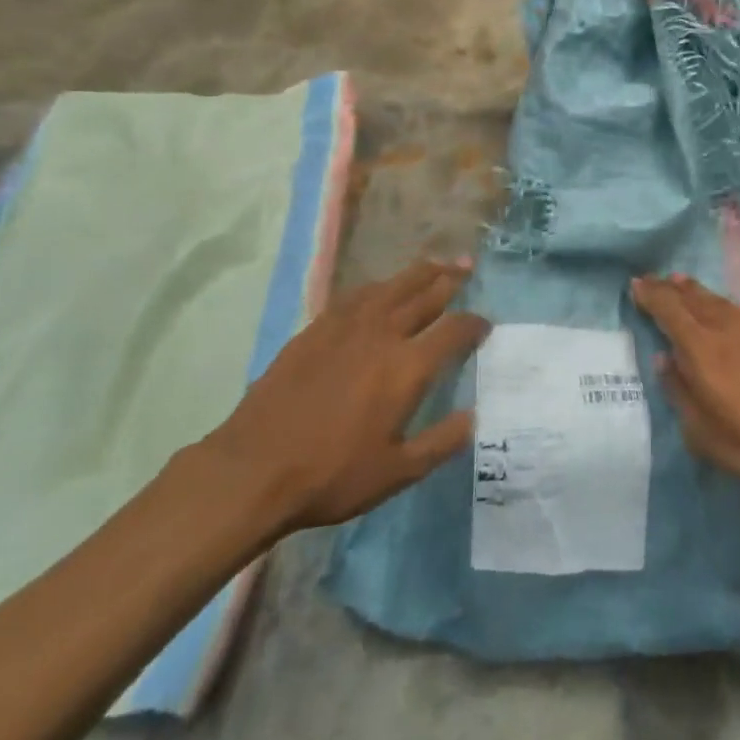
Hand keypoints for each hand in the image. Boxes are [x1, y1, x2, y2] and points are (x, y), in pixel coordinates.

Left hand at [200, 258, 488, 536]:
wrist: (254, 469)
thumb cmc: (332, 475)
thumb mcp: (398, 472)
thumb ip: (442, 442)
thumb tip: (475, 416)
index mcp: (407, 367)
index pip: (454, 330)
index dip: (475, 323)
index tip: (485, 324)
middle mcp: (381, 335)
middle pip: (424, 294)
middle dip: (451, 279)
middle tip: (467, 266)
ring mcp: (345, 327)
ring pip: (390, 286)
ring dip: (417, 273)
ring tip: (434, 264)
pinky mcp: (315, 330)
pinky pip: (355, 295)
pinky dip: (378, 287)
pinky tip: (380, 289)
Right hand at [632, 273, 739, 493]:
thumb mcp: (702, 434)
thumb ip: (680, 393)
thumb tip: (665, 360)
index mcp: (700, 349)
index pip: (667, 310)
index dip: (650, 295)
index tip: (636, 285)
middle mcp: (727, 327)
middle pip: (693, 298)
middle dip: (670, 288)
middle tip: (656, 279)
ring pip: (722, 301)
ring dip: (701, 293)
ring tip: (687, 284)